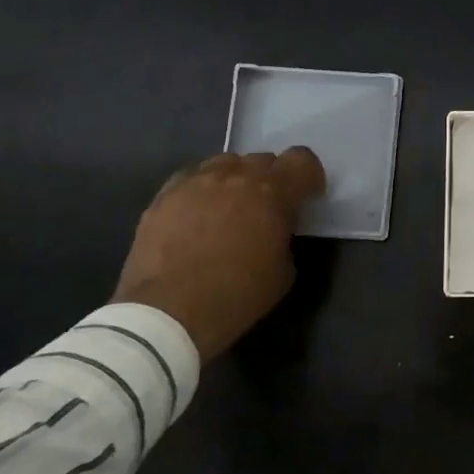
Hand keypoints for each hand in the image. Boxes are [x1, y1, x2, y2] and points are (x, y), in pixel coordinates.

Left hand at [111, 148, 325, 361]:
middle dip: (272, 180)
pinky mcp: (164, 195)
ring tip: (230, 207)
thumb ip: (285, 236)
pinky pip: (192, 178)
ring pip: (226, 163)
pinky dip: (203, 190)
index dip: (309, 176)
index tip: (307, 197)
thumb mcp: (284, 272)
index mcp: (272, 192)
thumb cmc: (237, 295)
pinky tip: (198, 215)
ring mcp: (195, 182)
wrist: (168, 313)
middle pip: (263, 160)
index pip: (302, 160)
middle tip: (267, 208)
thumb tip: (275, 228)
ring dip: (236, 180)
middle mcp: (235, 176)